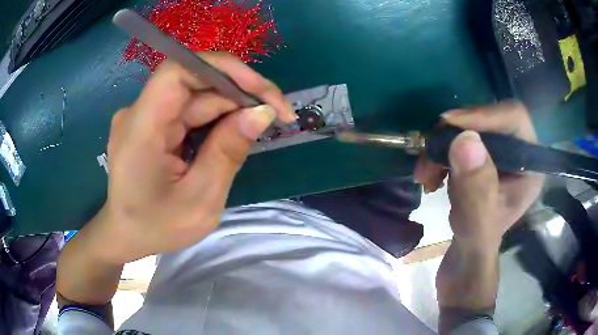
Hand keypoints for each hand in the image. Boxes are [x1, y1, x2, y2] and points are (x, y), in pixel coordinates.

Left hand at [90, 53, 294, 264]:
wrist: (126, 235)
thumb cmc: (157, 226)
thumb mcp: (199, 200)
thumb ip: (228, 153)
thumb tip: (262, 112)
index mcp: (140, 130)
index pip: (177, 72)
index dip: (222, 69)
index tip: (260, 90)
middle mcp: (138, 113)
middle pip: (193, 83)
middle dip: (238, 93)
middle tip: (277, 115)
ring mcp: (144, 116)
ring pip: (195, 96)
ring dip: (230, 107)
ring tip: (259, 126)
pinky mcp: (151, 123)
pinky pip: (188, 110)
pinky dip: (215, 118)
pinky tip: (233, 133)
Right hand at [415, 102, 543, 248]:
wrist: (465, 257)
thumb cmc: (477, 247)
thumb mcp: (477, 225)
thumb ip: (476, 190)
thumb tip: (465, 140)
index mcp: (528, 167)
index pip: (514, 119)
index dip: (485, 115)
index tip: (449, 124)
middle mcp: (516, 153)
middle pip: (488, 119)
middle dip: (455, 134)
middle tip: (429, 153)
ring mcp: (497, 154)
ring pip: (468, 127)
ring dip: (441, 145)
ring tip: (425, 173)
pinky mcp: (480, 158)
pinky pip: (457, 139)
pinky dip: (439, 152)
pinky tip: (430, 174)